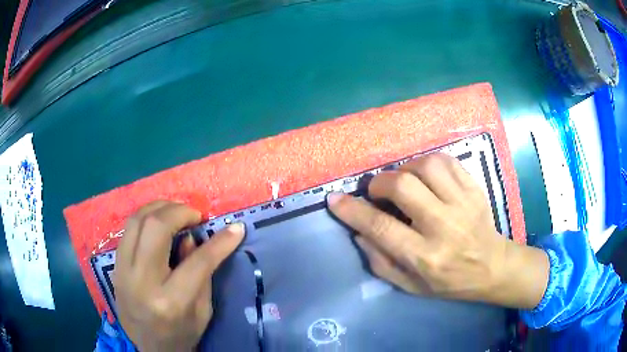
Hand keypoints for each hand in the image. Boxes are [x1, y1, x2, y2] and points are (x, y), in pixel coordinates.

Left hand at [113, 201, 244, 350]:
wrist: (148, 347)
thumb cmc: (181, 334)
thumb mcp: (202, 312)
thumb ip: (201, 275)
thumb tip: (192, 238)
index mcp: (170, 301)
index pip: (197, 262)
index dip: (219, 242)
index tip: (236, 227)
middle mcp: (142, 282)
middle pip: (156, 228)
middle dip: (179, 212)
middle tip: (195, 215)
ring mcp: (123, 271)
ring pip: (136, 221)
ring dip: (159, 207)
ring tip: (176, 211)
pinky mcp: (115, 267)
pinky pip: (127, 230)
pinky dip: (145, 218)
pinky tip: (157, 221)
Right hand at [328, 153, 548, 308]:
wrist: (492, 267)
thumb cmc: (450, 282)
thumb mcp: (411, 286)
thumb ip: (381, 263)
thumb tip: (359, 233)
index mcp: (425, 257)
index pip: (381, 228)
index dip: (353, 211)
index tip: (335, 199)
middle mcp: (444, 227)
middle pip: (403, 187)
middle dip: (380, 183)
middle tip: (376, 191)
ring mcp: (463, 204)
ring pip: (426, 166)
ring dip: (405, 168)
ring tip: (402, 181)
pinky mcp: (474, 189)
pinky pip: (447, 161)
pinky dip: (428, 162)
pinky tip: (424, 175)